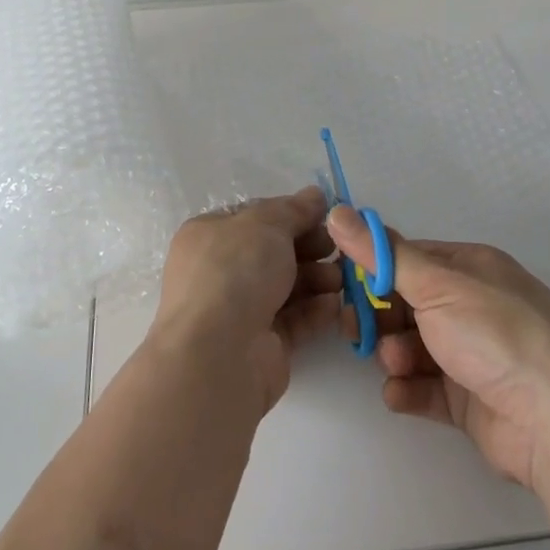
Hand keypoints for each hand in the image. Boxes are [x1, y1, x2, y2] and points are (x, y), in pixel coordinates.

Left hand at [152, 188, 339, 415]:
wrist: (219, 354)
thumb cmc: (235, 272)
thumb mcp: (266, 224)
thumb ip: (294, 209)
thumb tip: (315, 195)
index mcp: (209, 235)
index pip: (254, 218)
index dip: (290, 215)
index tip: (324, 217)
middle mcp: (219, 271)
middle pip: (273, 253)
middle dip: (309, 248)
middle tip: (338, 248)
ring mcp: (238, 311)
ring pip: (286, 287)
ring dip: (316, 279)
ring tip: (340, 279)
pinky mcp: (261, 345)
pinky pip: (293, 320)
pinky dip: (315, 311)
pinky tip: (335, 305)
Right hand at [329, 206, 549, 493]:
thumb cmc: (495, 335)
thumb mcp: (435, 284)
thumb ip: (383, 254)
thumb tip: (337, 211)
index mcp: (472, 267)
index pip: (410, 258)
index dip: (375, 270)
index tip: (343, 284)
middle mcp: (474, 306)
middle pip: (409, 304)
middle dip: (381, 317)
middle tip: (357, 331)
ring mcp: (474, 354)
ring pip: (414, 346)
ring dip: (395, 354)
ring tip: (396, 365)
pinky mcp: (472, 400)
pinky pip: (427, 387)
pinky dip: (409, 388)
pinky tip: (399, 394)